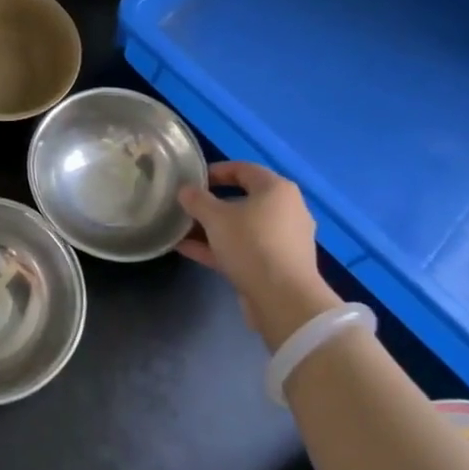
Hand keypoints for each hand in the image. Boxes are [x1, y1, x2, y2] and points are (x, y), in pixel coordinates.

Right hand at [177, 162, 338, 349]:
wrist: (283, 300)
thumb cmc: (251, 244)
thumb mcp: (216, 218)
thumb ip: (197, 200)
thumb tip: (185, 190)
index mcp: (277, 189)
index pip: (243, 169)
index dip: (215, 171)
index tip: (192, 180)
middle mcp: (286, 210)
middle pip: (243, 199)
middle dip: (211, 204)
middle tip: (187, 207)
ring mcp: (283, 240)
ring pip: (242, 227)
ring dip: (212, 228)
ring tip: (182, 230)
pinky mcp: (277, 266)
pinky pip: (244, 249)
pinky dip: (220, 248)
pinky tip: (189, 250)